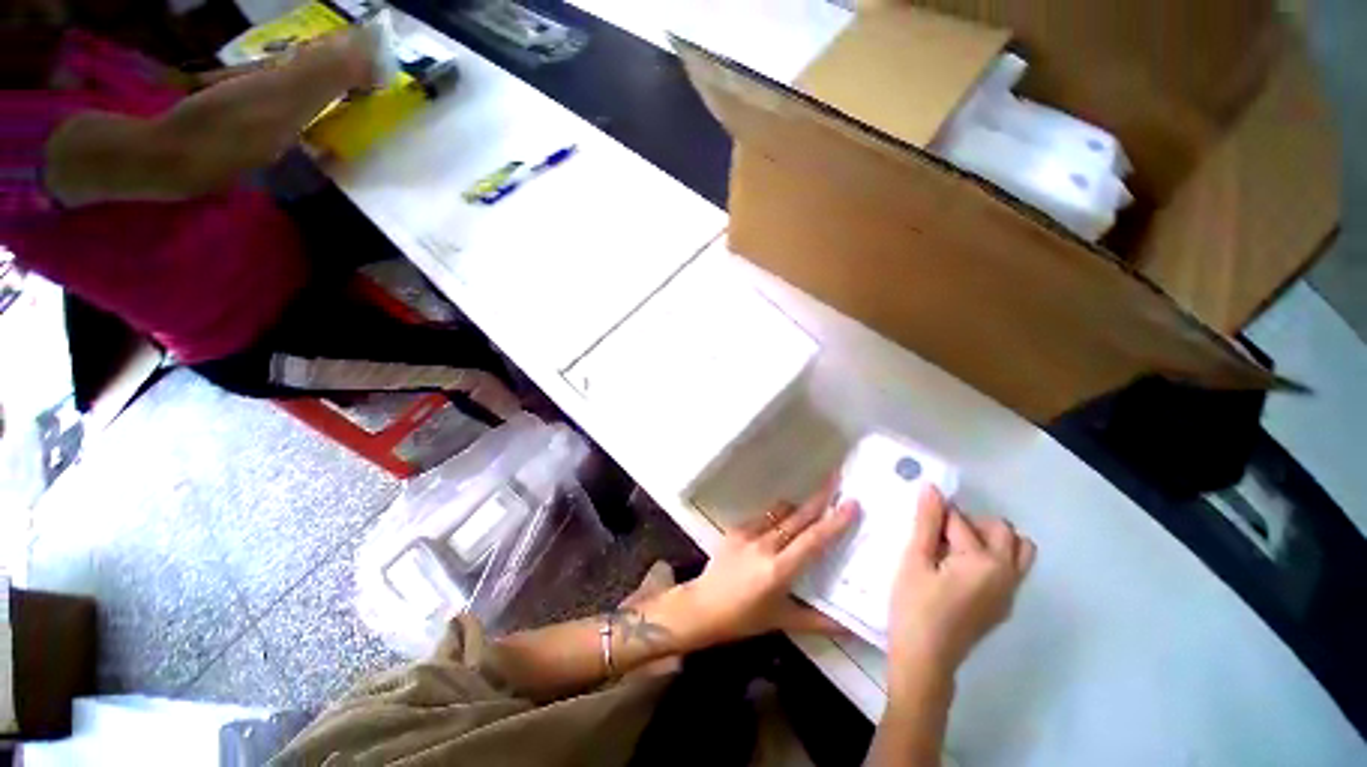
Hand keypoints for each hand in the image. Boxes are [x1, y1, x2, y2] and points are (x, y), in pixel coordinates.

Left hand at [669, 481, 857, 650]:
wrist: (703, 605)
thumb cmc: (744, 618)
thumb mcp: (783, 621)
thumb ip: (819, 622)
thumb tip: (853, 626)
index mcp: (778, 570)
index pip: (813, 542)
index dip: (834, 522)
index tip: (851, 504)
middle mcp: (764, 546)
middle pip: (798, 517)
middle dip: (820, 497)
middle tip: (837, 478)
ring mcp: (748, 533)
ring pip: (781, 511)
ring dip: (799, 506)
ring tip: (815, 502)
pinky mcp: (736, 528)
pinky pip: (765, 516)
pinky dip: (778, 515)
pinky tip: (784, 522)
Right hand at [888, 486, 1034, 678]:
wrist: (926, 659)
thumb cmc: (914, 606)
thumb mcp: (915, 560)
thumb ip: (926, 522)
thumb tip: (932, 488)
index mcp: (984, 561)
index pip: (960, 520)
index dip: (935, 517)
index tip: (918, 524)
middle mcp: (1008, 573)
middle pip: (1001, 529)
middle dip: (970, 523)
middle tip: (938, 536)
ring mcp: (1010, 591)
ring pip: (1018, 549)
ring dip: (990, 539)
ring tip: (956, 550)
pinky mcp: (1005, 604)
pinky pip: (1012, 568)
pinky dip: (993, 557)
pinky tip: (961, 570)